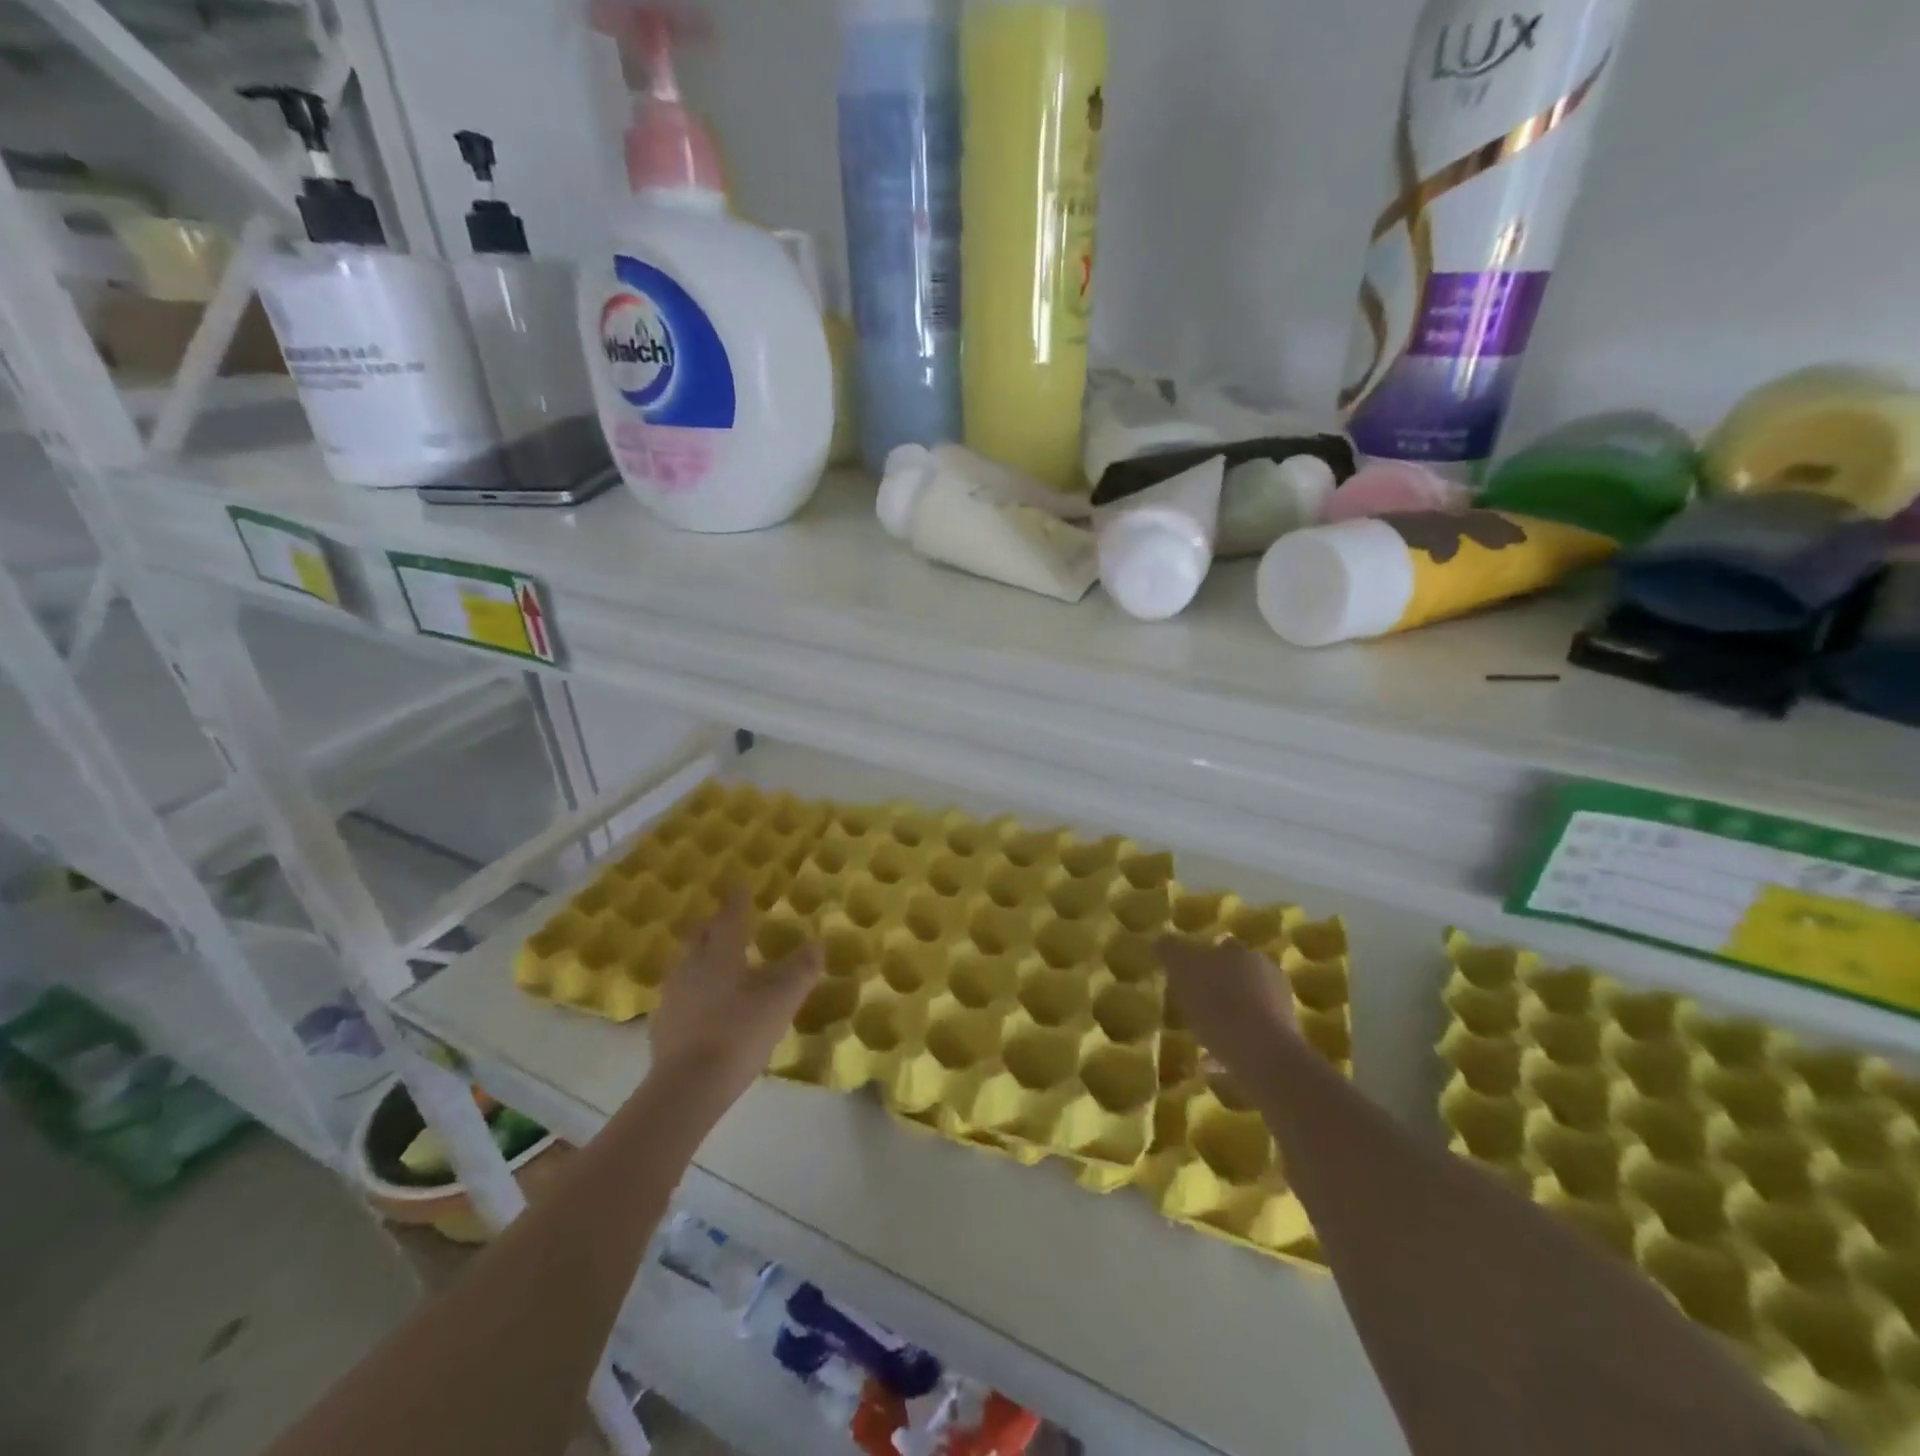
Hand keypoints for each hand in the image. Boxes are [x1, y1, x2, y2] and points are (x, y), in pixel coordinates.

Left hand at [647, 893, 821, 1109]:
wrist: (687, 1087)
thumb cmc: (739, 1033)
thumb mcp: (781, 1000)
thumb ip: (801, 970)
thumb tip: (816, 944)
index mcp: (719, 954)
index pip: (728, 917)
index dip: (736, 901)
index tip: (740, 886)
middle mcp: (691, 966)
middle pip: (699, 936)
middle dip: (713, 925)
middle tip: (726, 922)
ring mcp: (672, 996)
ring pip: (687, 964)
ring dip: (701, 956)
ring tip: (717, 962)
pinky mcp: (663, 1024)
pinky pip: (680, 993)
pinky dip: (694, 989)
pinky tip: (705, 1004)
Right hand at [1156, 935, 1298, 1084]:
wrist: (1264, 1057)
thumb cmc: (1220, 1006)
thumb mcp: (1183, 971)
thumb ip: (1171, 952)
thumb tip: (1161, 939)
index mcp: (1241, 953)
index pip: (1220, 946)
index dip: (1201, 959)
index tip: (1185, 975)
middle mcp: (1265, 974)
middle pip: (1236, 976)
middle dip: (1217, 987)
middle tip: (1192, 1004)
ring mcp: (1279, 1007)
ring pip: (1245, 1006)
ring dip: (1226, 1017)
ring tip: (1201, 1036)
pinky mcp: (1284, 1039)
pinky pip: (1250, 1037)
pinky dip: (1232, 1044)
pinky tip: (1212, 1063)